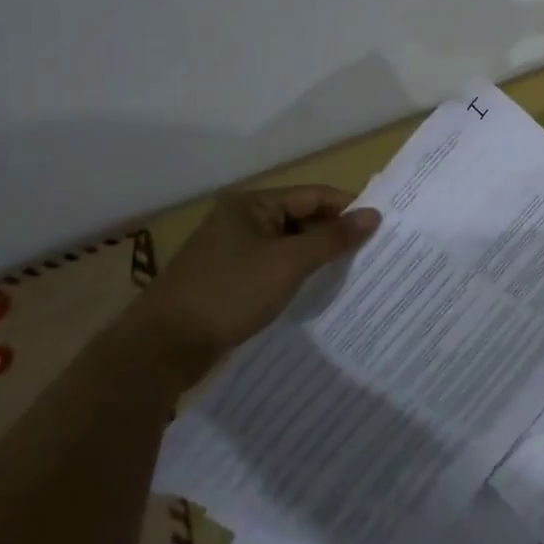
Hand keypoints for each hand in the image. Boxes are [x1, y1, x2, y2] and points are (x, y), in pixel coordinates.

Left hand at [122, 186, 379, 382]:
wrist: (162, 348)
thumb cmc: (229, 293)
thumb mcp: (289, 263)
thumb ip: (333, 238)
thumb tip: (373, 215)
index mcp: (252, 204)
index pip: (313, 195)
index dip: (348, 208)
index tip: (382, 226)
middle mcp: (241, 220)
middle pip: (301, 218)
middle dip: (334, 234)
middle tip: (372, 251)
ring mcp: (231, 251)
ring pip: (288, 245)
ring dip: (316, 256)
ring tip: (352, 271)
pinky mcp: (227, 279)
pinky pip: (273, 267)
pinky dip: (296, 274)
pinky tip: (316, 290)